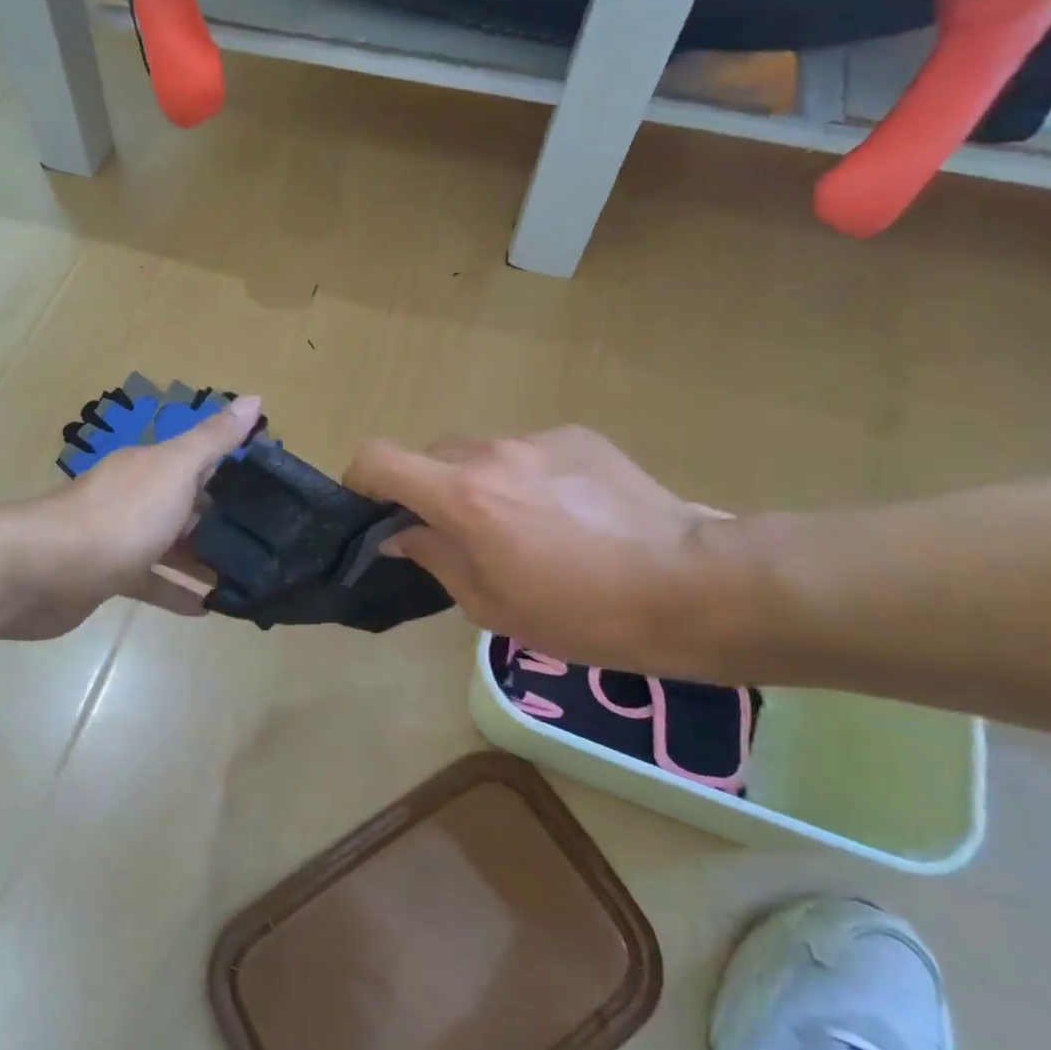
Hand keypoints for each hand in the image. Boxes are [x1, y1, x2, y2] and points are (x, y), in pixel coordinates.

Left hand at [6, 396, 262, 638]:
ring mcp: (120, 537)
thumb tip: (256, 398)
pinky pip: (152, 582)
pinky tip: (206, 609)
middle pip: (188, 505)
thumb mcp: (175, 470)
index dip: (236, 469)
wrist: (45, 571)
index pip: (200, 460)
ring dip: (203, 560)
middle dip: (224, 521)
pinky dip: (177, 592)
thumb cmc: (121, 516)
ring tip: (246, 579)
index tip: (276, 489)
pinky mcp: (109, 576)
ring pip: (171, 546)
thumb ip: (214, 439)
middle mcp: (136, 496)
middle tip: (270, 543)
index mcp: (152, 467)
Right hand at [344, 426, 729, 675]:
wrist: (690, 585)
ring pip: (482, 452)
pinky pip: (529, 451)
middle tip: (453, 533)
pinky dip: (526, 476)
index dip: (360, 479)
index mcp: (462, 496)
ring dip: (480, 483)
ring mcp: (538, 439)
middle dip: (426, 489)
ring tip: (522, 527)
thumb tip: (400, 534)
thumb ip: (434, 557)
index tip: (370, 510)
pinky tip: (567, 514)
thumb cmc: (581, 613)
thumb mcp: (490, 604)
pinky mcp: (579, 437)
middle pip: (430, 454)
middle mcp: (492, 452)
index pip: (379, 458)